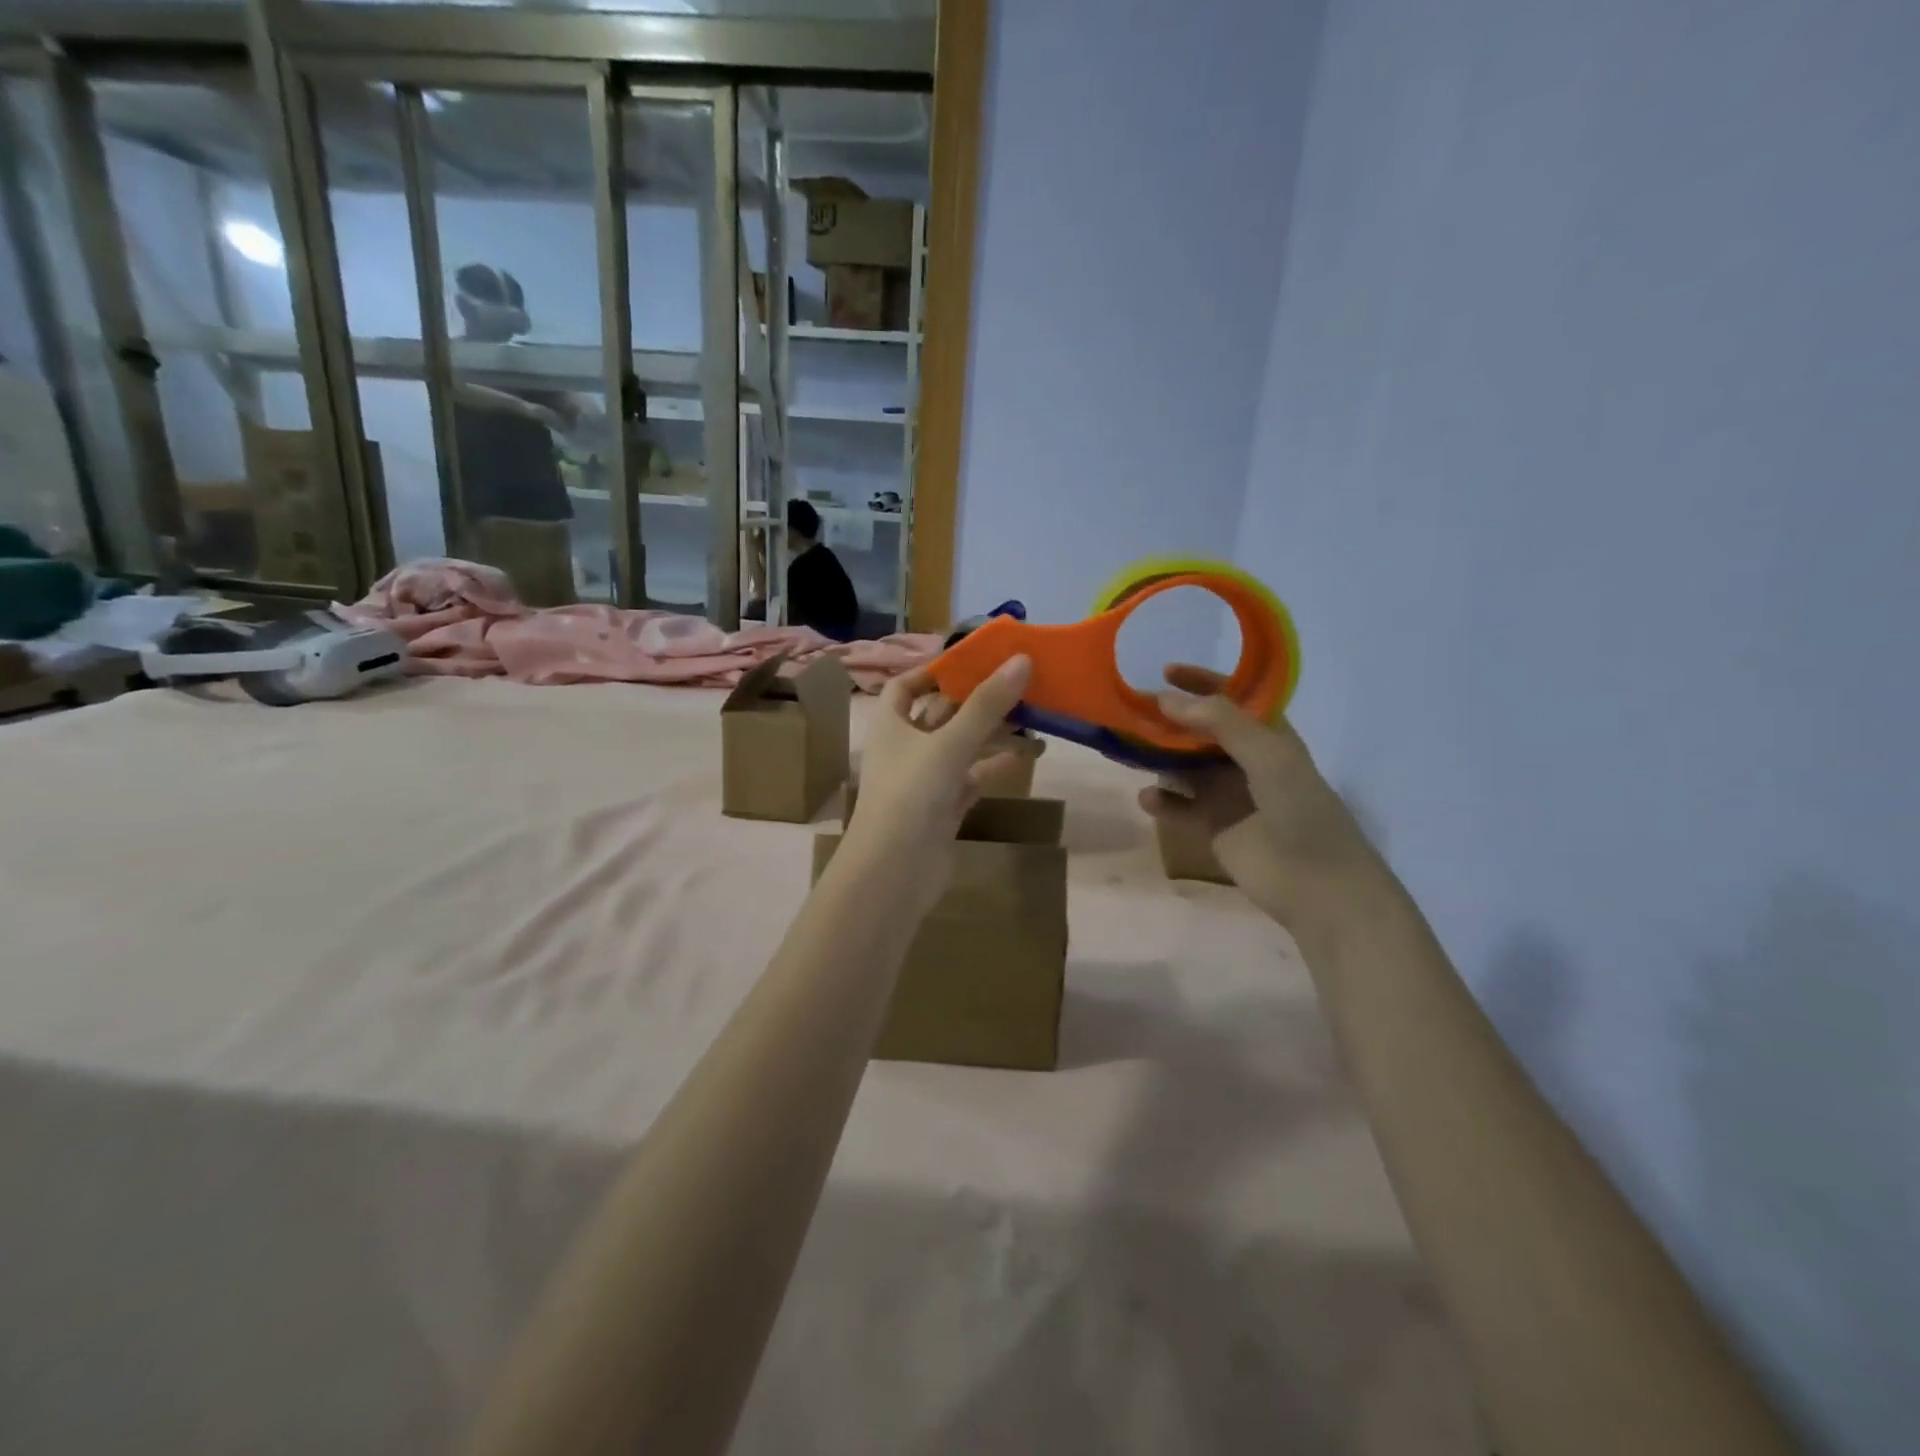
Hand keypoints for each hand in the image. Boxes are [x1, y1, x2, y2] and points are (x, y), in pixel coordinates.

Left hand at [839, 656, 1032, 916]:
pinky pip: (972, 778)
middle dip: (976, 699)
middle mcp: (905, 748)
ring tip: (1033, 715)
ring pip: (961, 746)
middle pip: (941, 713)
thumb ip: (986, 704)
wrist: (894, 873)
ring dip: (991, 732)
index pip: (905, 686)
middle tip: (1018, 682)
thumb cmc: (911, 795)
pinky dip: (995, 766)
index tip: (972, 660)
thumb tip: (1021, 659)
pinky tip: (1027, 756)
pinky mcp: (943, 808)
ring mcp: (924, 780)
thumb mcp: (949, 743)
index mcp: (891, 724)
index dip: (933, 671)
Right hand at [1138, 665, 1375, 926]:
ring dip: (1159, 757)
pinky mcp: (1214, 826)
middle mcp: (1247, 760)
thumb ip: (1220, 721)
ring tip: (1128, 749)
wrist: (1317, 884)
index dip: (1201, 682)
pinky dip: (1162, 801)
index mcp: (1269, 736)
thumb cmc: (1300, 810)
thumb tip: (1165, 698)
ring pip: (1185, 766)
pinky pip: (1180, 805)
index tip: (1164, 671)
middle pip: (1201, 731)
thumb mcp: (1267, 753)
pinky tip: (1147, 799)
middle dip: (1170, 720)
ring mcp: (1229, 794)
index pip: (1232, 698)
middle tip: (1133, 710)